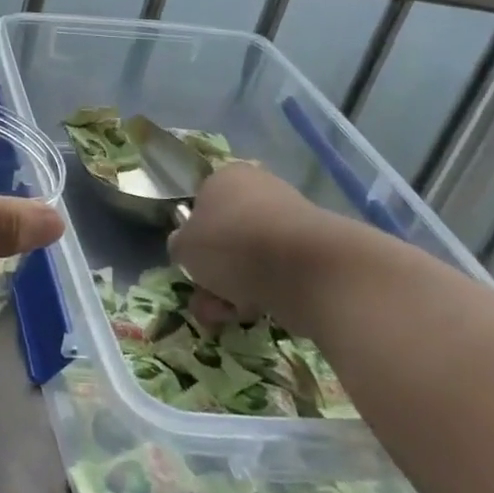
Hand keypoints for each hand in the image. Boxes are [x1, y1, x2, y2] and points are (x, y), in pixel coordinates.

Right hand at [168, 162, 377, 336]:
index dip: (193, 237)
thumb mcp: (184, 247)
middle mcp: (260, 190)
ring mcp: (290, 220)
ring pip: (251, 258)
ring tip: (227, 315)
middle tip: (206, 298)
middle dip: (214, 272)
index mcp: (226, 177)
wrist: (306, 269)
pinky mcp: (314, 252)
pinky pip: (278, 273)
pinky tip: (256, 314)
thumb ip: (179, 246)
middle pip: (227, 235)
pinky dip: (265, 293)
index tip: (191, 265)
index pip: (201, 203)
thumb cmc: (232, 244)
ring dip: (234, 288)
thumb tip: (186, 248)